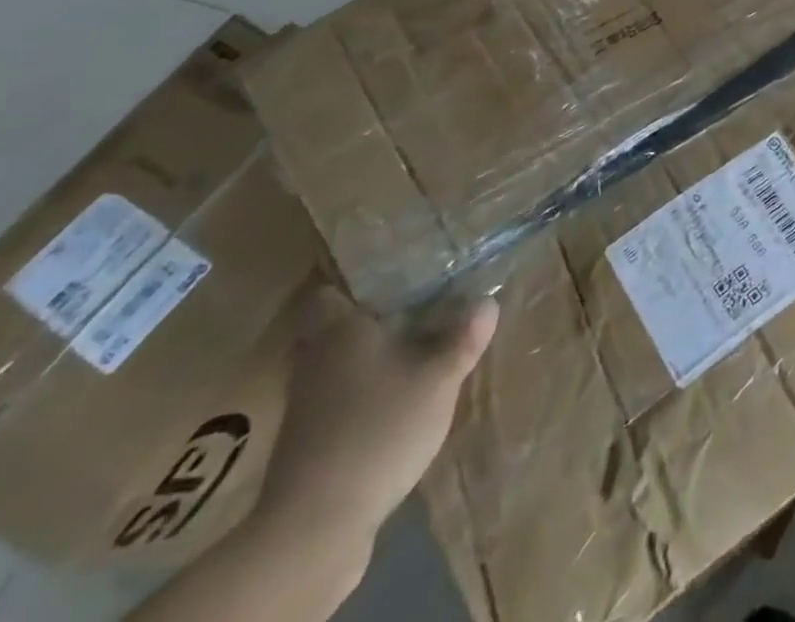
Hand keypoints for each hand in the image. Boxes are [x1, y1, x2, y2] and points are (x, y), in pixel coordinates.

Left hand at [252, 286, 497, 553]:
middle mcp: (315, 360)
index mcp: (339, 331)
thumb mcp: (438, 378)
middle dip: (366, 314)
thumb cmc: (377, 428)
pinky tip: (396, 395)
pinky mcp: (309, 443)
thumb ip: (463, 338)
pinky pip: (338, 397)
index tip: (386, 267)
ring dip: (366, 354)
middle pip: (331, 325)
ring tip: (413, 343)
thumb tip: (486, 302)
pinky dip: (362, 391)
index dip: (350, 277)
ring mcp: (308, 405)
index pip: (327, 290)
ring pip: (336, 362)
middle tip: (410, 300)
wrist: (316, 527)